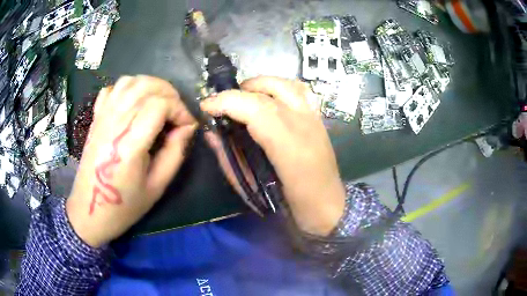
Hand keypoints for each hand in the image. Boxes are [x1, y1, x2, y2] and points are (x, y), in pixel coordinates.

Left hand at [67, 76, 196, 247]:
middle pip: (146, 86)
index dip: (180, 110)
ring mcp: (102, 117)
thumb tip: (187, 127)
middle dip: (170, 94)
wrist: (90, 210)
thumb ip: (175, 153)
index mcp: (129, 144)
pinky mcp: (96, 118)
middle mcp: (114, 123)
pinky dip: (128, 88)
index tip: (187, 126)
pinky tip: (135, 103)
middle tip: (177, 113)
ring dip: (151, 86)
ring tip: (160, 103)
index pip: (160, 105)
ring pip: (130, 81)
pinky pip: (113, 88)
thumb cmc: (124, 205)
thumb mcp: (157, 186)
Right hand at [201, 76, 345, 235]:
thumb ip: (230, 158)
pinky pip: (299, 90)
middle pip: (268, 92)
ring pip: (286, 84)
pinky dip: (278, 87)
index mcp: (290, 148)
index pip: (257, 110)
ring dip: (259, 85)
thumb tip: (211, 133)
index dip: (228, 102)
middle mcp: (306, 125)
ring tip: (243, 97)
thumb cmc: (291, 205)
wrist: (329, 207)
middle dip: (237, 92)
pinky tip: (267, 97)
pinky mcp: (319, 118)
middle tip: (221, 105)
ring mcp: (315, 118)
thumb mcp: (253, 189)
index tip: (205, 106)